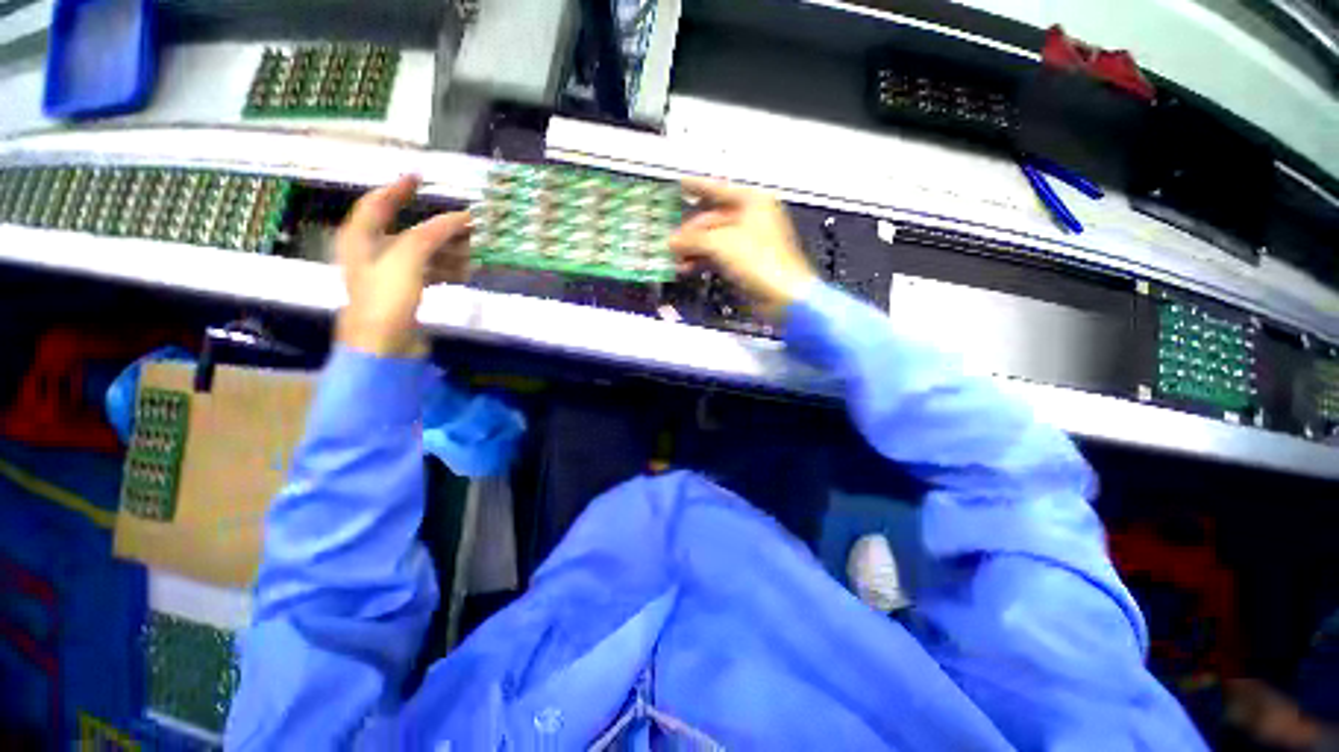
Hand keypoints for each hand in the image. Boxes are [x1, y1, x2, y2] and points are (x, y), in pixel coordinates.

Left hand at [334, 175, 471, 356]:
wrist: (382, 344)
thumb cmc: (386, 297)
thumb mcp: (407, 257)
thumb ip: (432, 233)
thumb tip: (460, 217)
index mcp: (361, 237)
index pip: (378, 203)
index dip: (398, 188)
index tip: (420, 177)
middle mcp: (373, 252)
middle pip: (409, 230)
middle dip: (439, 229)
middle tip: (468, 228)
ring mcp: (390, 275)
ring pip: (423, 253)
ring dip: (448, 251)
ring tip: (473, 255)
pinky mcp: (405, 294)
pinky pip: (429, 273)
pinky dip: (446, 270)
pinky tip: (465, 273)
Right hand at [669, 178, 816, 319]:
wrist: (782, 296)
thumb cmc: (758, 260)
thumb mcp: (720, 244)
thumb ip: (692, 239)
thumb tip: (671, 242)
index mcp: (752, 201)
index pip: (718, 188)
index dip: (697, 186)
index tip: (678, 183)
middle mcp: (751, 217)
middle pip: (712, 218)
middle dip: (689, 231)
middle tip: (669, 241)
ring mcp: (748, 241)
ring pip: (713, 239)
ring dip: (693, 248)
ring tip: (674, 258)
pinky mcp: (745, 262)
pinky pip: (718, 255)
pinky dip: (702, 260)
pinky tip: (686, 267)